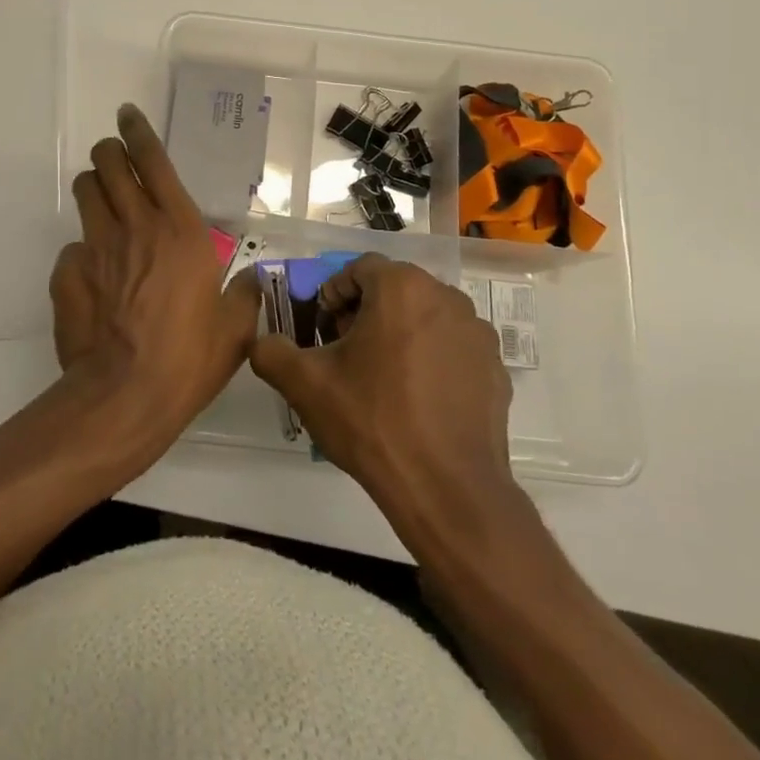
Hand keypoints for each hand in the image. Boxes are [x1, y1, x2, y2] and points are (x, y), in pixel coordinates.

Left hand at [50, 104, 260, 458]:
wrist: (126, 396)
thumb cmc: (190, 357)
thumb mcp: (235, 326)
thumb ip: (245, 292)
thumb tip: (251, 279)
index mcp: (180, 228)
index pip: (153, 160)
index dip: (138, 131)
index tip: (128, 114)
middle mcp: (135, 224)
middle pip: (108, 163)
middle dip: (109, 152)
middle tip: (114, 159)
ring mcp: (96, 246)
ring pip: (85, 192)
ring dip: (93, 188)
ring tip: (103, 203)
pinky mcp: (68, 273)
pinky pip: (72, 247)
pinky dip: (83, 251)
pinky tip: (93, 277)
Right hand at [250, 253, 514, 531]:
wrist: (447, 490)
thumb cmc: (373, 422)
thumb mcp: (305, 384)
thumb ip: (271, 350)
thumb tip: (263, 341)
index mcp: (402, 287)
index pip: (359, 268)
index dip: (334, 294)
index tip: (323, 330)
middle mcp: (445, 297)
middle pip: (395, 289)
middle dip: (366, 312)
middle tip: (346, 353)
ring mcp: (477, 333)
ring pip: (425, 317)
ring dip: (400, 333)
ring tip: (382, 378)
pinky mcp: (496, 368)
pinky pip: (453, 348)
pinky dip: (432, 359)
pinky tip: (417, 400)